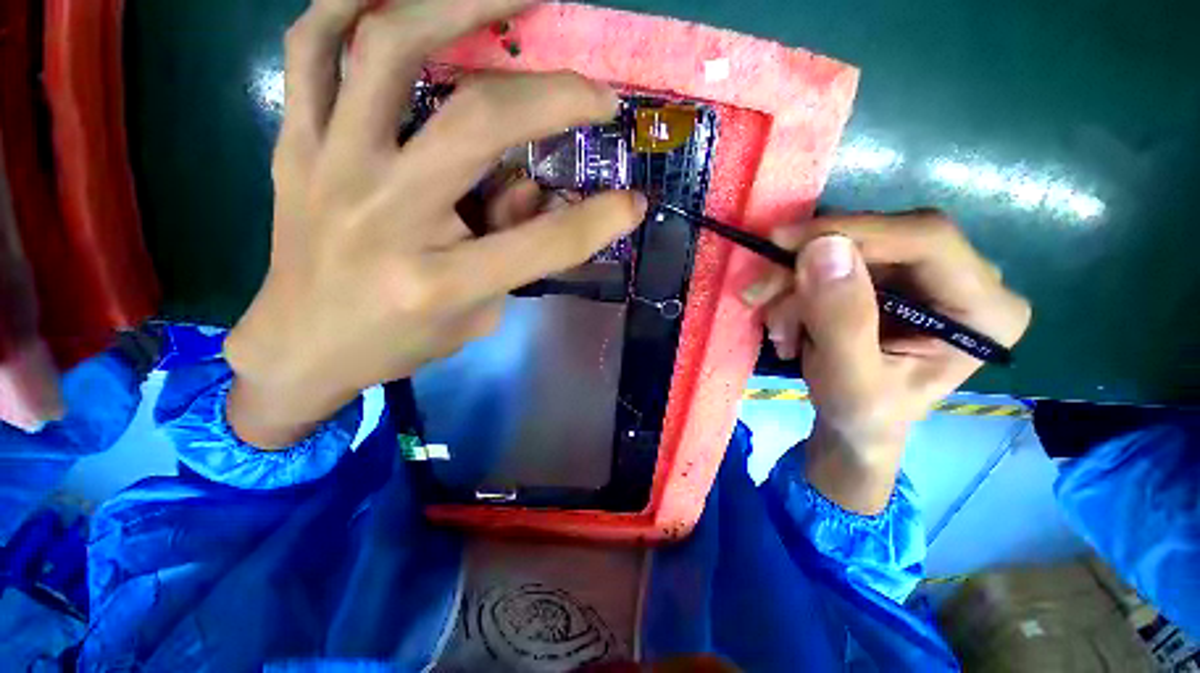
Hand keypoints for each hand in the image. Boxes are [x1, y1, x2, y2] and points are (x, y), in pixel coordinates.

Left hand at [224, 0, 645, 448]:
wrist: (300, 345)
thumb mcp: (475, 317)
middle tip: (596, 92)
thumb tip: (537, 186)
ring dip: (458, 4)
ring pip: (386, 48)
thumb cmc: (397, 341)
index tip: (634, 202)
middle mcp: (385, 214)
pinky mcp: (294, 145)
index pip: (541, 242)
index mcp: (439, 281)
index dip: (599, 221)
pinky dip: (353, 1)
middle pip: (477, 124)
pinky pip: (311, 46)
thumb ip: (510, 253)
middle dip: (553, 97)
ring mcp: (329, 167)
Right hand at [741, 211, 1030, 513]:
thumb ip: (841, 320)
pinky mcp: (889, 276)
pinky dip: (797, 290)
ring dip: (796, 284)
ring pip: (847, 249)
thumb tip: (823, 249)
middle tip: (759, 294)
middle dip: (808, 266)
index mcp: (985, 310)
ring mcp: (925, 274)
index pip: (927, 239)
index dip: (853, 231)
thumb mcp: (848, 380)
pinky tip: (787, 324)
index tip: (782, 243)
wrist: (854, 424)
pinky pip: (832, 262)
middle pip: (881, 238)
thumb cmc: (861, 415)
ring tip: (778, 331)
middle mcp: (966, 278)